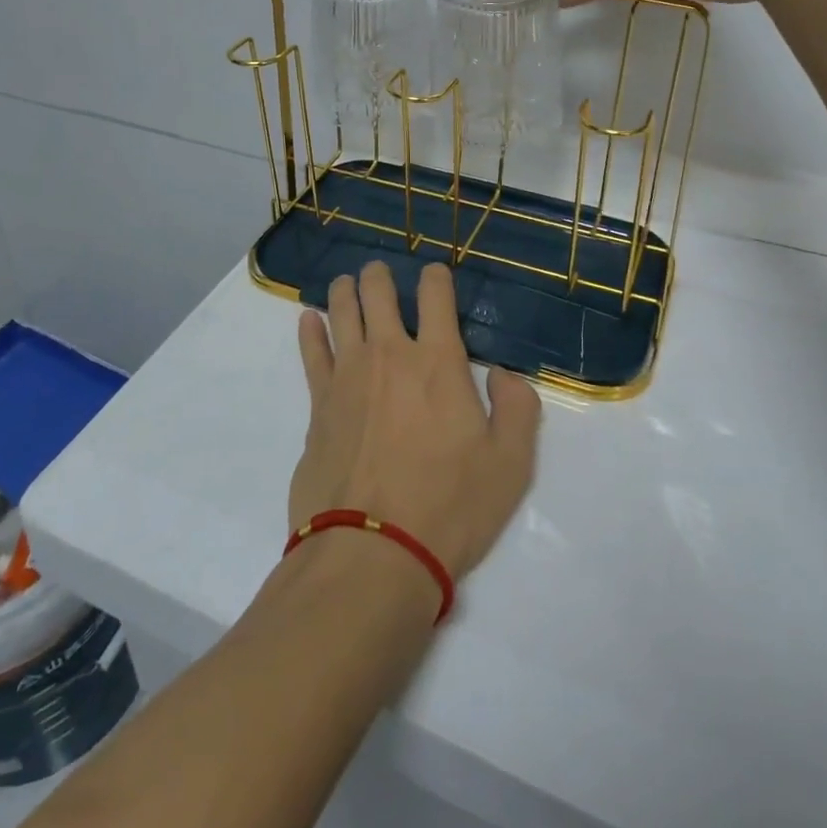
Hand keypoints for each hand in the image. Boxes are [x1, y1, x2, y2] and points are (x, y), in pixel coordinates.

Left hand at [291, 261, 539, 582]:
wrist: (372, 553)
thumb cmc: (449, 508)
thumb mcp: (510, 465)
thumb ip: (517, 408)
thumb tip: (503, 374)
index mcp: (438, 362)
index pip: (435, 296)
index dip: (436, 277)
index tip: (436, 275)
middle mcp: (389, 354)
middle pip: (378, 292)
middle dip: (381, 275)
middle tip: (382, 274)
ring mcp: (348, 375)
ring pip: (342, 311)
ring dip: (346, 290)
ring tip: (348, 284)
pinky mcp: (318, 403)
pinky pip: (311, 352)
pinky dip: (310, 329)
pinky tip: (309, 319)